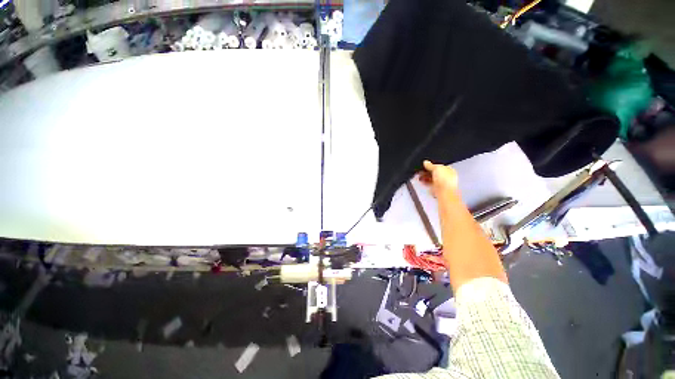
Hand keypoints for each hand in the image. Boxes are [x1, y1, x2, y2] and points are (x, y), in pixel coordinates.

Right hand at [420, 160, 458, 197]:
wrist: (444, 193)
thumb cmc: (445, 180)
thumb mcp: (436, 168)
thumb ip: (430, 165)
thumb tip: (426, 162)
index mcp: (450, 170)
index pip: (440, 166)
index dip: (432, 165)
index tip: (425, 166)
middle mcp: (447, 177)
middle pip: (435, 173)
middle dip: (427, 172)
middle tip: (421, 171)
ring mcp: (442, 184)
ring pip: (432, 179)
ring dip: (425, 177)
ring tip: (419, 176)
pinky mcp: (437, 190)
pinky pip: (430, 185)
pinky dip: (425, 183)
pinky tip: (421, 181)